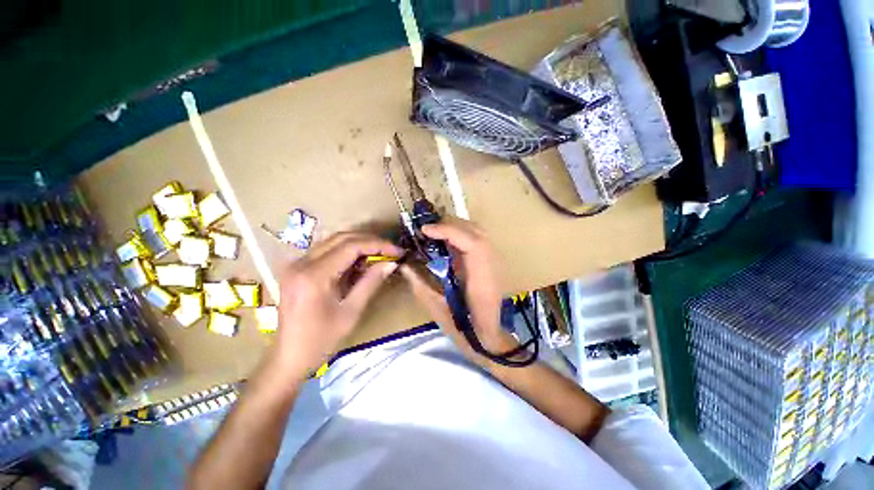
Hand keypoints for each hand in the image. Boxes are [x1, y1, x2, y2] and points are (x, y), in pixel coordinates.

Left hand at [270, 232, 401, 379]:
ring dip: (359, 244)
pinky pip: (326, 250)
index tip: (397, 251)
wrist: (288, 358)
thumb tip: (391, 263)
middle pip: (341, 238)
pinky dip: (346, 251)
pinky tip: (360, 261)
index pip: (350, 246)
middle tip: (391, 250)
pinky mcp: (297, 268)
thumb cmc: (321, 340)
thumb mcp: (351, 312)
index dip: (377, 245)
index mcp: (314, 275)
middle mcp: (302, 263)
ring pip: (333, 240)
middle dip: (370, 241)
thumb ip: (371, 282)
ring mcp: (297, 264)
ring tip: (379, 254)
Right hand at [399, 219, 518, 362]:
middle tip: (427, 230)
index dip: (448, 231)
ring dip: (456, 227)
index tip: (425, 231)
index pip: (471, 243)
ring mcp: (495, 262)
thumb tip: (404, 265)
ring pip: (478, 232)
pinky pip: (477, 239)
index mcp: (481, 280)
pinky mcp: (492, 262)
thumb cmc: (466, 331)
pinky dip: (461, 234)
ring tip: (435, 232)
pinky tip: (447, 241)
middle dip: (449, 224)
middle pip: (476, 231)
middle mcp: (492, 266)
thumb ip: (421, 286)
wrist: (490, 338)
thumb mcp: (438, 311)